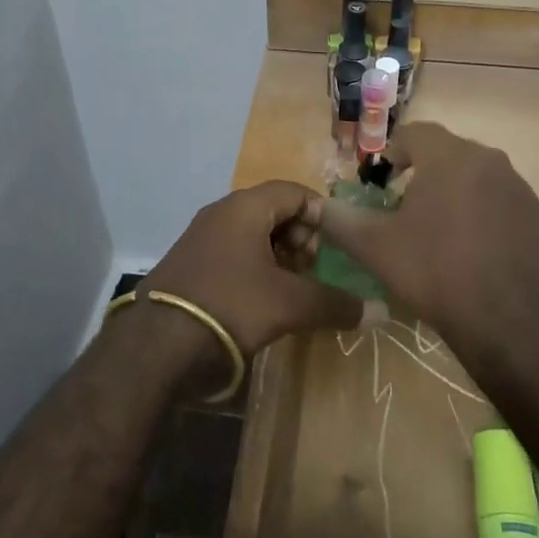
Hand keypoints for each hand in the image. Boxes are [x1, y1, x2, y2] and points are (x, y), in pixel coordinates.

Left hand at [141, 181, 361, 360]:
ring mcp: (201, 238)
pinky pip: (233, 254)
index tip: (337, 246)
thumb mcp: (290, 304)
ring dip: (279, 258)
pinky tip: (263, 301)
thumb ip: (336, 304)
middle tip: (314, 271)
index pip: (294, 192)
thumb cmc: (231, 305)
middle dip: (301, 239)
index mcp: (245, 207)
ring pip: (253, 235)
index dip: (321, 215)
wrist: (158, 345)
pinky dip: (255, 269)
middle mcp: (221, 213)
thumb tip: (380, 311)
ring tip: (293, 290)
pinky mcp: (190, 264)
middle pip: (274, 212)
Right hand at [318, 123, 538, 343]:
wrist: (514, 325)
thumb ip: (340, 220)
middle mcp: (490, 161)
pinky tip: (472, 255)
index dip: (390, 154)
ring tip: (436, 234)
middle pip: (446, 154)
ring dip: (453, 195)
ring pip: (476, 179)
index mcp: (450, 156)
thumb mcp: (376, 247)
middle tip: (403, 209)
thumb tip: (316, 207)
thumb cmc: (437, 273)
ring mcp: (521, 190)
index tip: (379, 184)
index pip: (413, 133)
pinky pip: (501, 206)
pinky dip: (482, 218)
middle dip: (421, 174)